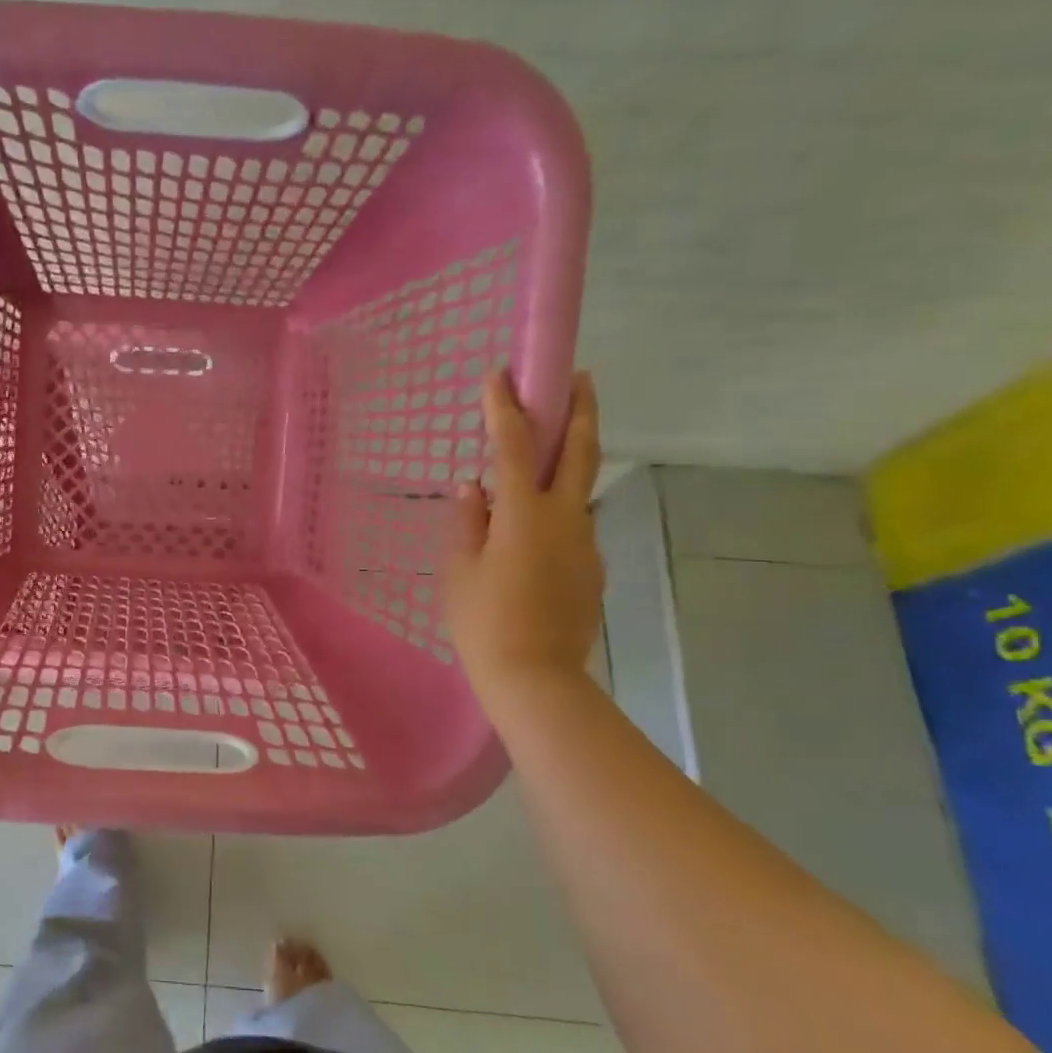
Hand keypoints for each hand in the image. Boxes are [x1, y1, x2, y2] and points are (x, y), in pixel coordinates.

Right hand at [443, 370, 603, 703]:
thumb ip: (467, 521)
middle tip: (581, 376)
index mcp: (524, 514)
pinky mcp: (592, 568)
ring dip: (570, 459)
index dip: (506, 407)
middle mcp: (565, 518)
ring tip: (548, 452)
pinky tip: (536, 529)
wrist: (535, 677)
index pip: (514, 446)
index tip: (500, 375)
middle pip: (580, 451)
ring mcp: (585, 542)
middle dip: (581, 408)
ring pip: (581, 489)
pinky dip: (559, 509)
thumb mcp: (459, 569)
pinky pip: (574, 525)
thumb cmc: (483, 621)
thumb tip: (473, 487)